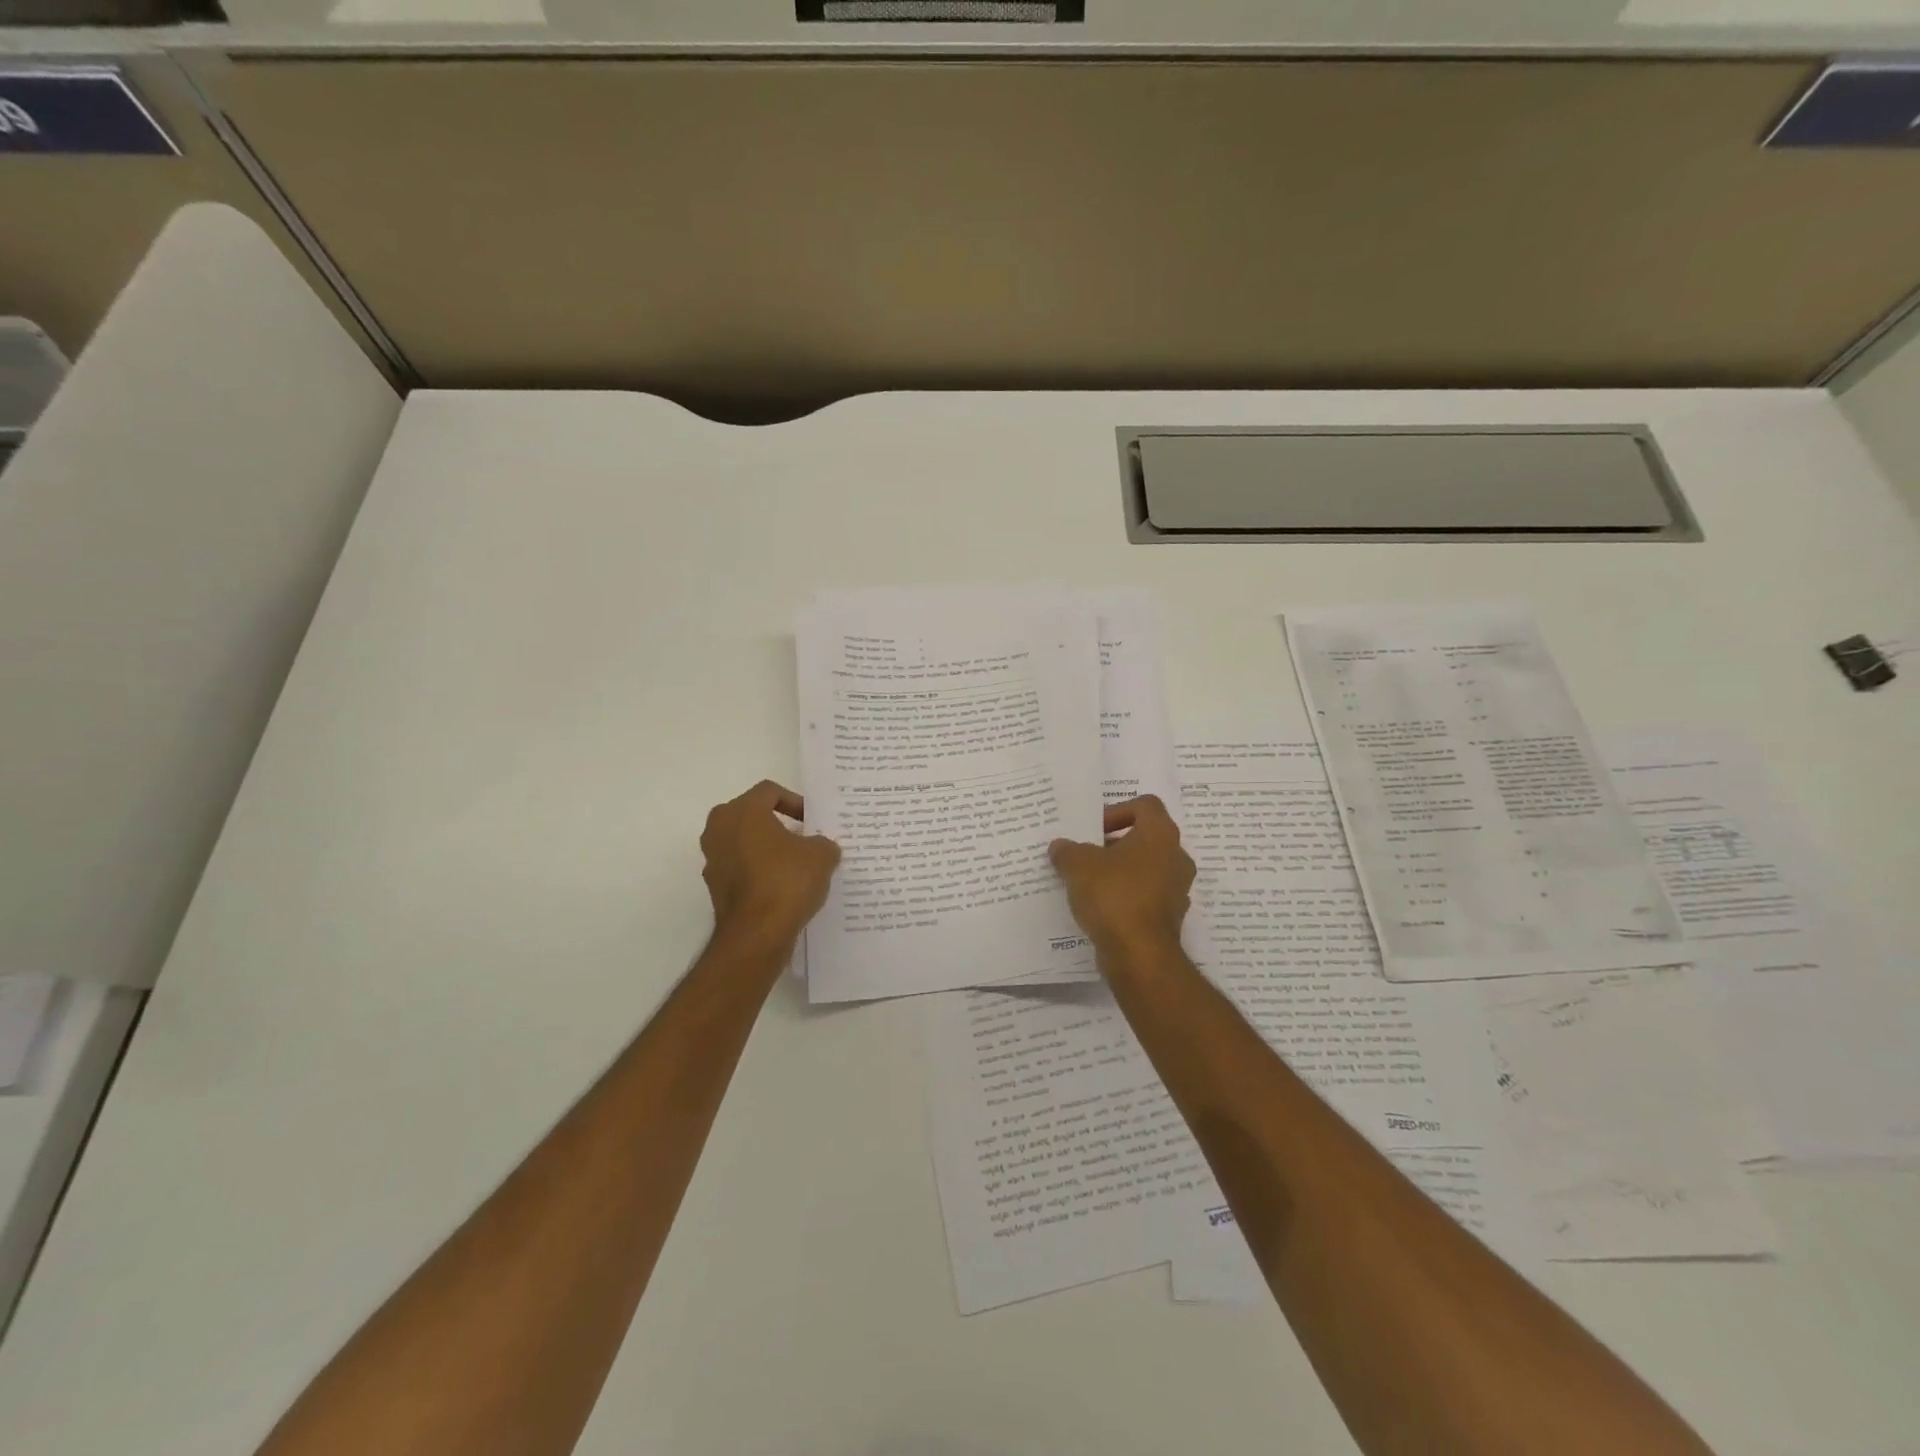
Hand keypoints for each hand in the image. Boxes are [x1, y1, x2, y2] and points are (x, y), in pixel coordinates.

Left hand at [701, 781, 840, 945]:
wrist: (757, 933)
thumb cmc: (787, 880)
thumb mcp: (821, 855)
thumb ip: (823, 842)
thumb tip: (820, 847)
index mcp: (742, 811)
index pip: (769, 791)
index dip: (795, 801)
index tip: (812, 821)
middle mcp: (719, 829)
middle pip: (752, 815)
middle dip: (778, 824)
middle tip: (803, 838)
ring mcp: (713, 859)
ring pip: (744, 842)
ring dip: (767, 848)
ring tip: (795, 864)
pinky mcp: (714, 886)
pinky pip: (740, 868)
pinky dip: (758, 871)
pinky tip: (782, 887)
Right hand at [1048, 795, 1195, 955]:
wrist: (1139, 954)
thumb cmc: (1113, 895)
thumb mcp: (1078, 865)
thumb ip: (1068, 850)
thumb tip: (1061, 847)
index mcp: (1160, 834)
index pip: (1145, 805)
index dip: (1117, 811)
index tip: (1093, 829)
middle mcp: (1176, 857)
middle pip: (1145, 838)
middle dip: (1114, 844)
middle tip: (1086, 855)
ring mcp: (1177, 890)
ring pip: (1146, 869)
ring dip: (1120, 872)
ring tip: (1088, 882)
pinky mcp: (1170, 917)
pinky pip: (1146, 897)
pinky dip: (1126, 897)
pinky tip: (1100, 908)